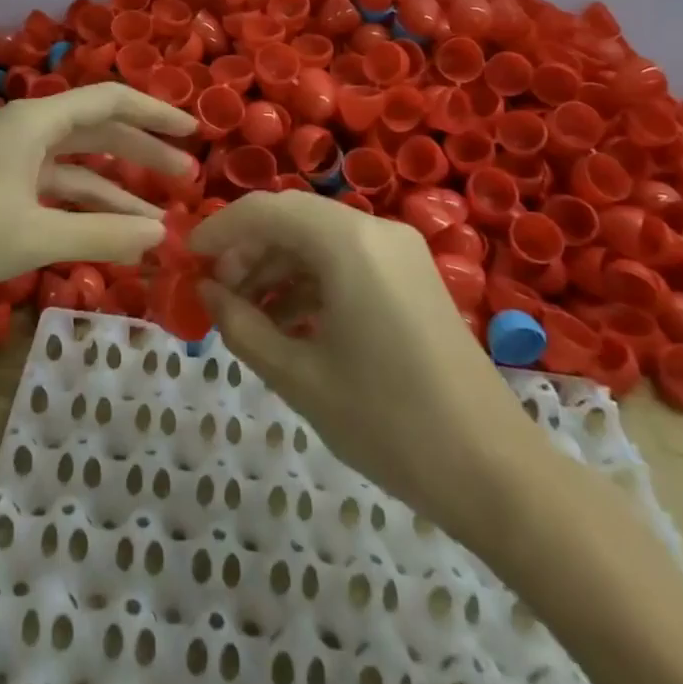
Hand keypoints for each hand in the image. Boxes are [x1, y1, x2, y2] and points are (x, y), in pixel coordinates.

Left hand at [0, 83, 196, 313]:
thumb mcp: (31, 235)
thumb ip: (100, 234)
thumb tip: (161, 236)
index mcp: (35, 122)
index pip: (110, 101)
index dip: (155, 114)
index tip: (194, 132)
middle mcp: (24, 134)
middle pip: (96, 133)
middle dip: (142, 154)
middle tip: (185, 179)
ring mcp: (5, 165)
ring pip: (73, 170)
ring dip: (114, 192)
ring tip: (156, 220)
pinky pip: (49, 196)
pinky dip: (80, 213)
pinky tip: (105, 237)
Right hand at [191, 191, 549, 520]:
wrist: (495, 473)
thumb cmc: (387, 422)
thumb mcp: (299, 376)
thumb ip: (242, 325)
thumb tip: (207, 291)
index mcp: (347, 242)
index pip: (264, 210)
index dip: (218, 231)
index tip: (187, 260)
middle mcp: (375, 229)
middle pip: (291, 218)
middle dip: (247, 249)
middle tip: (216, 292)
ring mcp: (399, 250)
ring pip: (318, 238)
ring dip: (277, 266)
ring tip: (246, 314)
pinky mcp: (412, 275)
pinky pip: (347, 259)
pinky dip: (310, 279)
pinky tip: (289, 321)